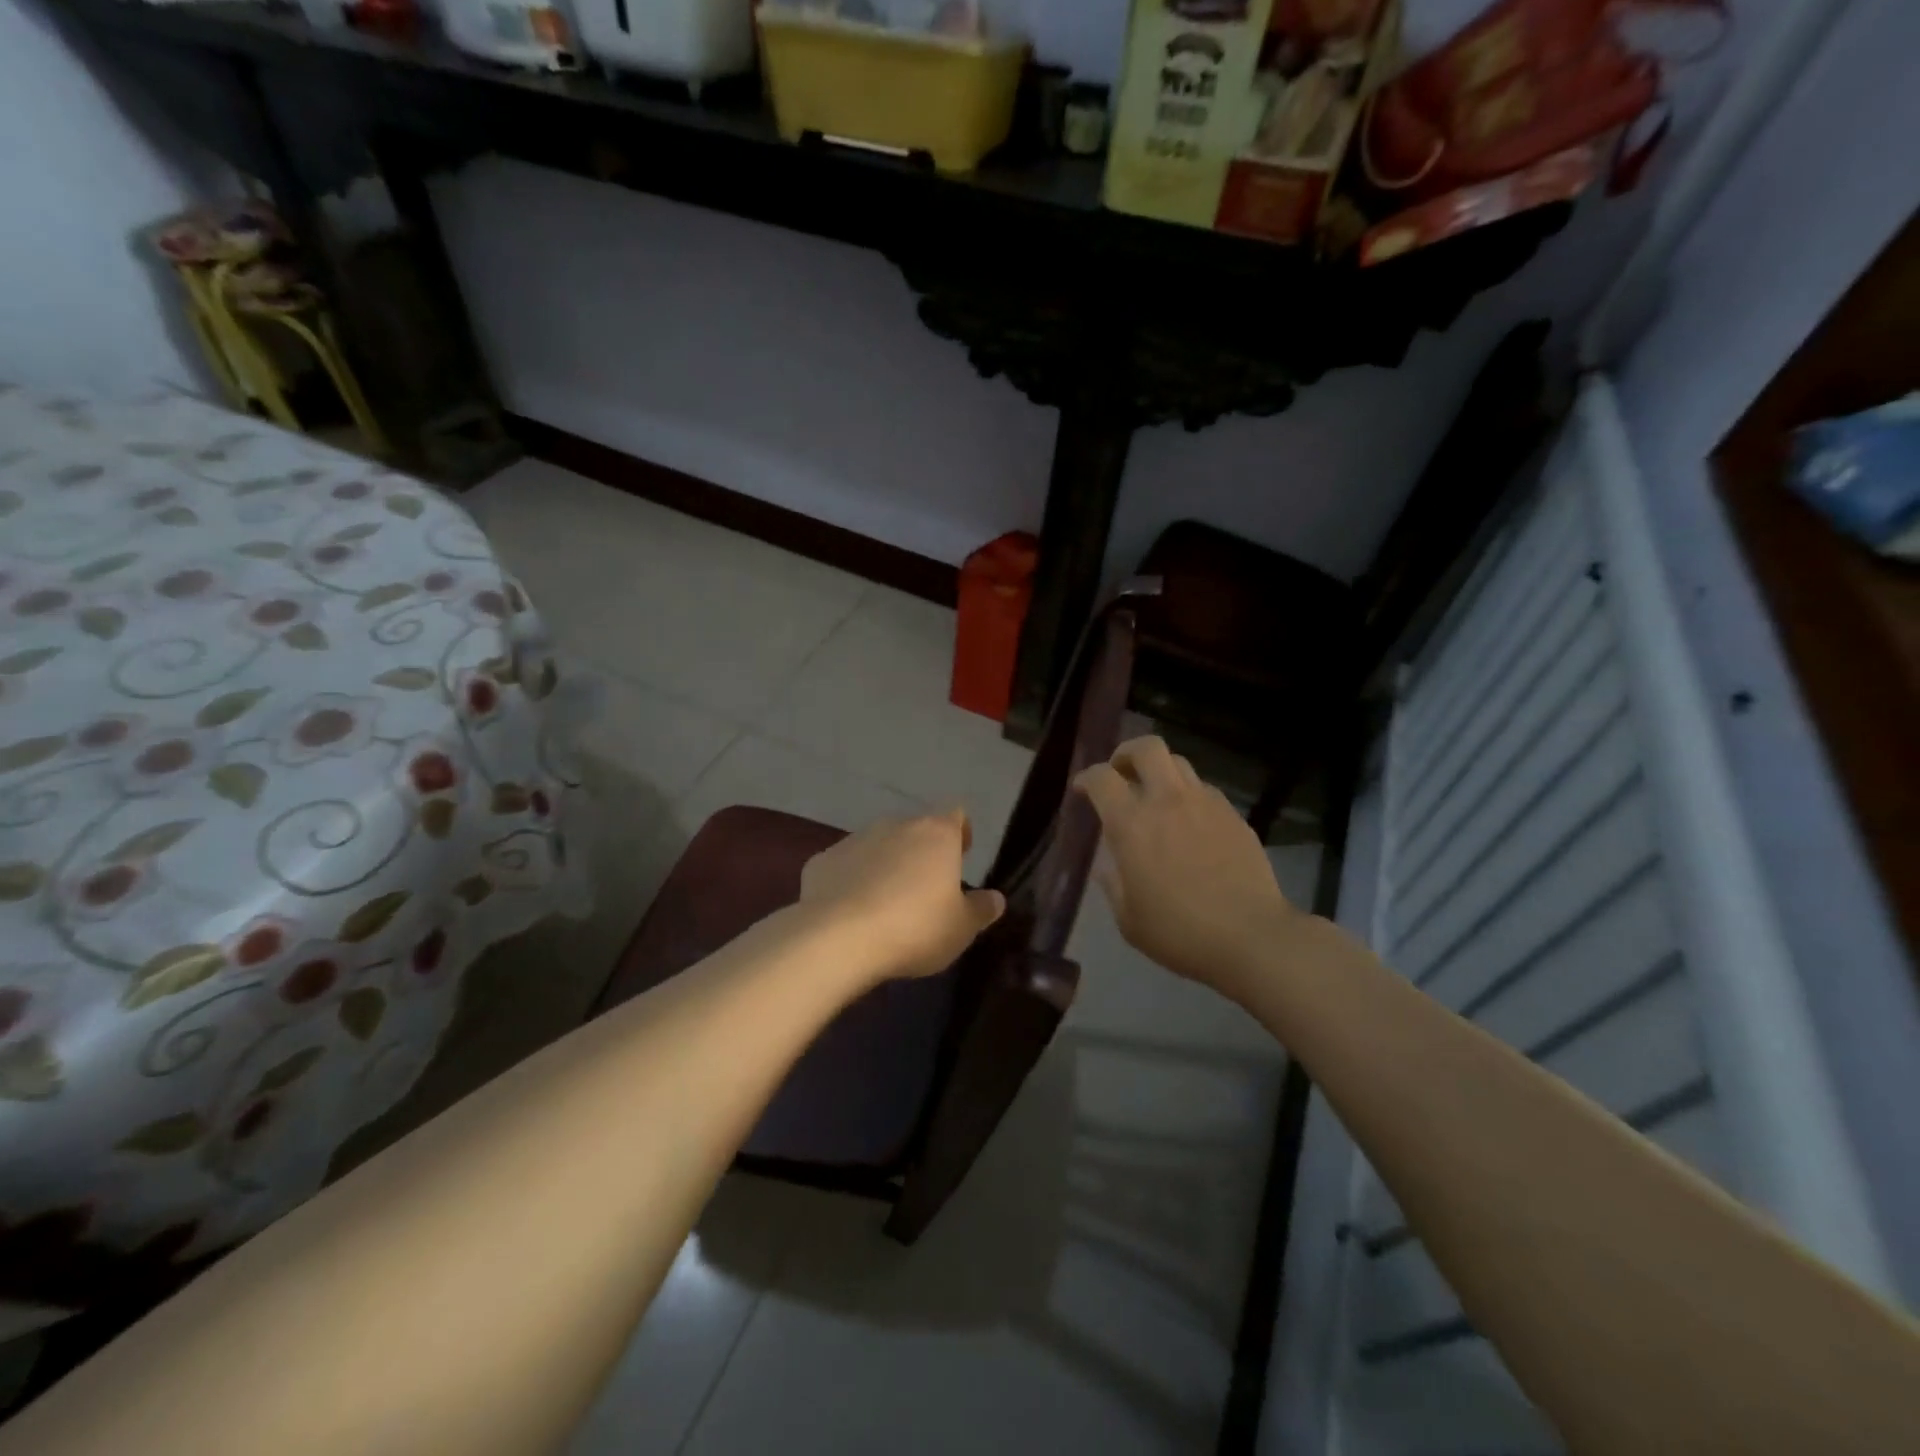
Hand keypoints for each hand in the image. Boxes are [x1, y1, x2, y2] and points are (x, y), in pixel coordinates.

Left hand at [799, 808, 1004, 981]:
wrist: (839, 937)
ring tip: (886, 903)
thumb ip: (981, 909)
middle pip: (915, 829)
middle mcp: (895, 826)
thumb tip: (996, 899)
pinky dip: (851, 881)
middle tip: (925, 887)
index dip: (960, 831)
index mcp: (936, 834)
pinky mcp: (821, 861)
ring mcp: (854, 840)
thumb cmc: (915, 927)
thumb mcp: (961, 928)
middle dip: (921, 852)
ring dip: (885, 865)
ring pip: (878, 845)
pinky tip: (850, 912)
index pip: (955, 814)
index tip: (961, 854)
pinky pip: (845, 866)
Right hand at [1074, 736, 1297, 996]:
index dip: (1086, 777)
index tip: (1081, 790)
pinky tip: (1190, 822)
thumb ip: (1113, 886)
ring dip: (1160, 772)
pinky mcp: (1233, 815)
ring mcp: (1205, 804)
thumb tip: (1107, 868)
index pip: (1102, 778)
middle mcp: (1167, 801)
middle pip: (1147, 748)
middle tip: (1121, 773)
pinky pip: (1205, 790)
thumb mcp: (1130, 920)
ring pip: (1179, 763)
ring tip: (1156, 796)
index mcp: (1132, 824)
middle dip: (1127, 753)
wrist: (1251, 937)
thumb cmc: (1180, 932)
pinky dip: (1189, 796)